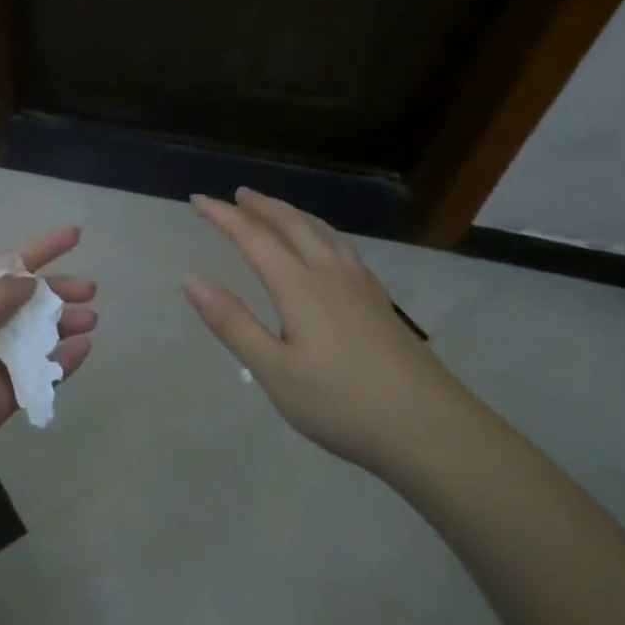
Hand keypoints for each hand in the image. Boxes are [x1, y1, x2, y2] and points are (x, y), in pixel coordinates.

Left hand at [0, 228, 96, 518]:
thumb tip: (30, 280)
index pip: (2, 267)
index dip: (38, 250)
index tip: (74, 236)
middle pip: (21, 301)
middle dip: (55, 291)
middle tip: (90, 290)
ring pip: (32, 337)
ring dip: (61, 326)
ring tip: (91, 320)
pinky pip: (36, 375)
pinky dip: (60, 363)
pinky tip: (82, 352)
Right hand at [183, 188, 468, 470]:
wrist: (432, 431)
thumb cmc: (342, 404)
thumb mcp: (274, 371)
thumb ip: (232, 323)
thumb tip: (192, 280)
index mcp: (300, 286)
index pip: (253, 238)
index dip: (223, 216)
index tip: (197, 199)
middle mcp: (330, 274)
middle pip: (293, 225)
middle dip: (262, 206)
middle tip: (238, 193)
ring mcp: (362, 287)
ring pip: (323, 233)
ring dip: (293, 214)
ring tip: (276, 209)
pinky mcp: (381, 303)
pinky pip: (343, 248)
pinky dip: (321, 232)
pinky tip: (327, 248)